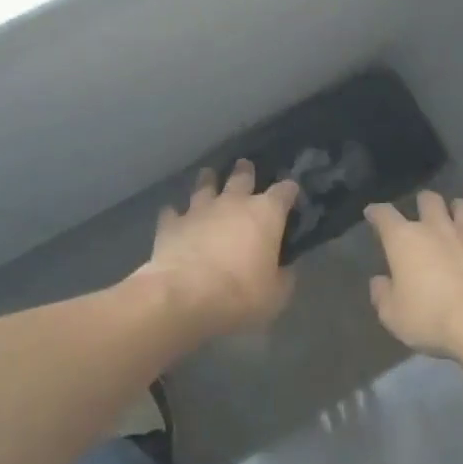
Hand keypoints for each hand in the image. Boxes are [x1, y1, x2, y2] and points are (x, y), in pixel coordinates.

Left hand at [144, 161, 300, 337]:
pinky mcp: (171, 224)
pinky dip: (174, 213)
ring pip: (205, 185)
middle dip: (245, 171)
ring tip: (208, 176)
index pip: (284, 191)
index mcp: (265, 214)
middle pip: (241, 177)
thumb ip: (282, 276)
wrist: (185, 298)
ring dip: (208, 180)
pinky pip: (172, 212)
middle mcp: (233, 203)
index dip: (289, 190)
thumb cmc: (240, 296)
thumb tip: (285, 269)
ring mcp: (199, 210)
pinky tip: (172, 215)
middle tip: (245, 166)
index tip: (291, 191)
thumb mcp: (275, 295)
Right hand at [365, 191, 462, 358]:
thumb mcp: (394, 316)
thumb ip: (383, 295)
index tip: (373, 213)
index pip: (385, 215)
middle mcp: (438, 229)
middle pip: (429, 201)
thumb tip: (379, 282)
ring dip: (458, 211)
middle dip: (423, 202)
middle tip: (422, 211)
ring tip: (456, 218)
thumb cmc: (432, 318)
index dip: (377, 212)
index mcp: (405, 240)